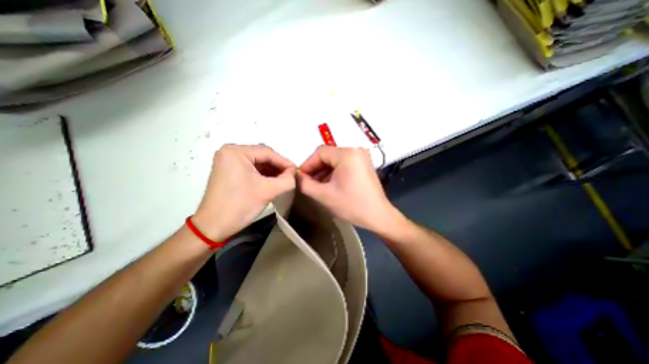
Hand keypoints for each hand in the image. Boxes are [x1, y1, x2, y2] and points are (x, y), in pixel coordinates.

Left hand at [191, 144, 295, 241]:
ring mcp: (228, 161)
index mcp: (236, 152)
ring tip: (284, 179)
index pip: (267, 152)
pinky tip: (272, 181)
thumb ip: (287, 180)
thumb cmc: (240, 205)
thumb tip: (294, 173)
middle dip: (278, 166)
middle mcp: (230, 152)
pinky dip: (263, 174)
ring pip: (257, 162)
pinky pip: (251, 168)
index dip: (284, 162)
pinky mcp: (229, 171)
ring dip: (271, 171)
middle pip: (262, 156)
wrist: (213, 226)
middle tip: (291, 176)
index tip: (296, 171)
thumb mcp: (268, 191)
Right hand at [297, 145, 398, 232]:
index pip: (320, 152)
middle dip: (315, 169)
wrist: (378, 216)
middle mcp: (356, 150)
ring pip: (335, 160)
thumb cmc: (352, 205)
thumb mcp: (324, 195)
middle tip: (307, 182)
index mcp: (347, 154)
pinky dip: (334, 172)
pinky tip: (329, 184)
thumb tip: (297, 176)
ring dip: (324, 171)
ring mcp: (361, 157)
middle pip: (328, 155)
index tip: (300, 177)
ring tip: (316, 185)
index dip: (307, 164)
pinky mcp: (364, 164)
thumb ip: (305, 184)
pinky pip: (343, 164)